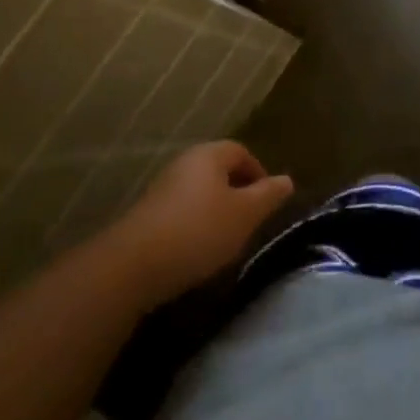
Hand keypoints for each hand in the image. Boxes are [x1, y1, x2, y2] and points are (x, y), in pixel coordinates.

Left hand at [112, 141, 293, 307]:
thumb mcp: (245, 214)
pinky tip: (196, 251)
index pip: (241, 152)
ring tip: (225, 240)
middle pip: (219, 171)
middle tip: (249, 222)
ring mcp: (162, 189)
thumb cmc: (198, 231)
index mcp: (209, 155)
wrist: (131, 266)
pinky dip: (194, 226)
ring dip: (215, 211)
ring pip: (199, 193)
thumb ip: (268, 195)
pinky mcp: (146, 216)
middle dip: (237, 194)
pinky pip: (181, 212)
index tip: (267, 202)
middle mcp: (184, 163)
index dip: (258, 174)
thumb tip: (287, 180)